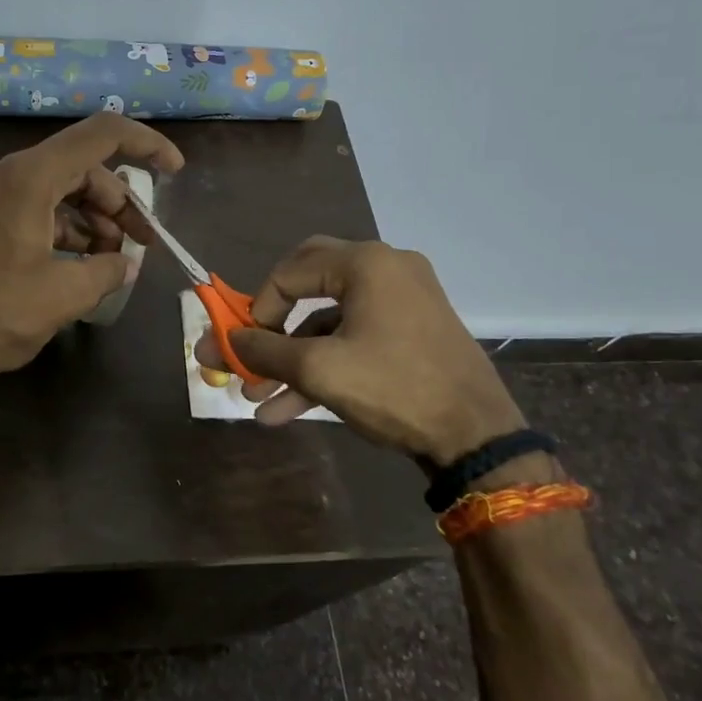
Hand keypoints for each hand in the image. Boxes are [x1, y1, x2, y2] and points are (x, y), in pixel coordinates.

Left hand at [0, 114, 183, 391]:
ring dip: (92, 220)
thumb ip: (106, 270)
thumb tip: (125, 264)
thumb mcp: (64, 295)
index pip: (101, 134)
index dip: (146, 145)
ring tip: (113, 261)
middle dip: (118, 203)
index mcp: (28, 177)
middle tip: (143, 242)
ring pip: (57, 190)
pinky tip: (80, 264)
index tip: (175, 171)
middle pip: (80, 167)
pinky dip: (63, 230)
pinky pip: (32, 209)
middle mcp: (4, 173)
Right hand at [198, 236, 524, 460]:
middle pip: (307, 283)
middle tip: (250, 348)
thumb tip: (223, 342)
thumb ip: (264, 350)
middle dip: (272, 325)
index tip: (243, 346)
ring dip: (292, 358)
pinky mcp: (411, 331)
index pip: (289, 271)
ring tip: (258, 398)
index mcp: (365, 264)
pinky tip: (288, 409)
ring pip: (329, 321)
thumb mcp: (318, 370)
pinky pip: (354, 338)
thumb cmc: (394, 388)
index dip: (257, 309)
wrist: (478, 436)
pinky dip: (323, 365)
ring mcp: (403, 301)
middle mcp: (386, 269)